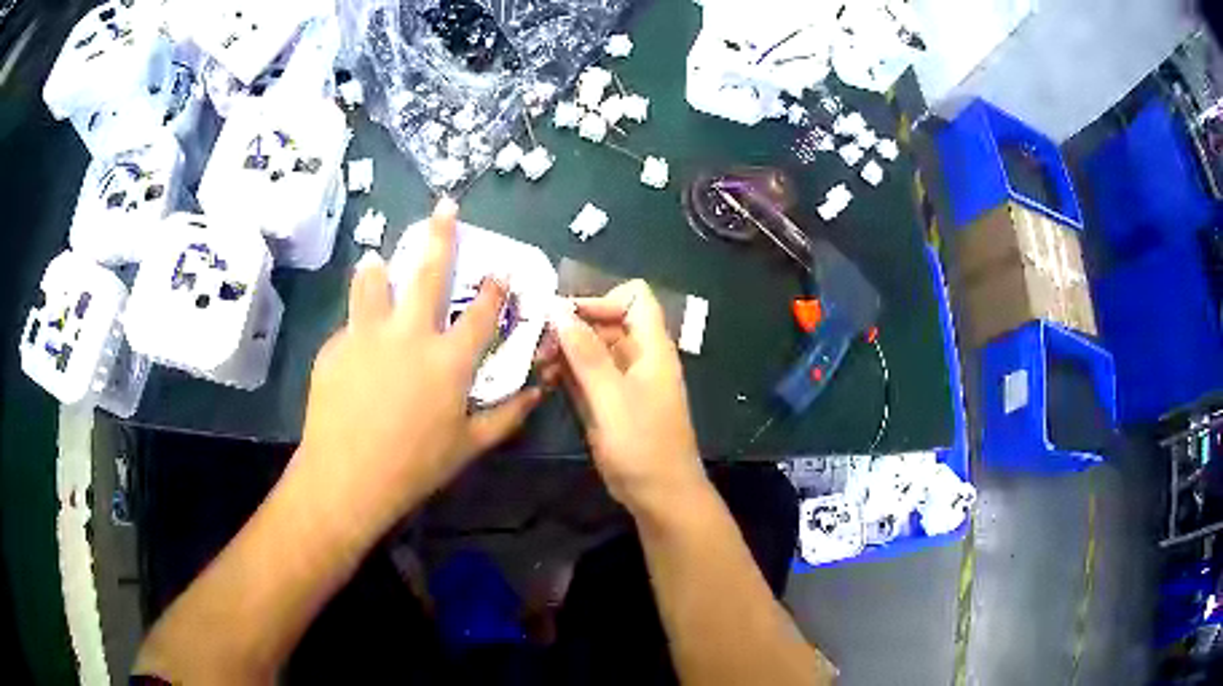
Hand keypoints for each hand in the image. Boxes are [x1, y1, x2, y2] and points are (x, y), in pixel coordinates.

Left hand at [294, 197, 542, 534]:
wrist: (346, 477)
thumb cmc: (415, 466)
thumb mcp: (468, 446)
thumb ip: (506, 416)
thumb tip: (537, 392)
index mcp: (449, 359)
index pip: (482, 313)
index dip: (497, 289)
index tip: (502, 270)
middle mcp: (410, 334)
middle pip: (428, 273)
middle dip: (440, 235)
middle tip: (444, 207)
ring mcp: (368, 335)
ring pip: (373, 282)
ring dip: (378, 266)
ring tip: (375, 259)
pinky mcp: (336, 346)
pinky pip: (351, 326)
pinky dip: (358, 328)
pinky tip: (355, 352)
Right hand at [542, 280, 709, 515]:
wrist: (659, 494)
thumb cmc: (642, 444)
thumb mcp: (611, 397)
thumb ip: (585, 353)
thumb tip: (559, 309)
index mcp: (651, 347)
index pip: (635, 298)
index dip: (603, 300)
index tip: (570, 319)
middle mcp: (639, 357)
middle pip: (607, 321)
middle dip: (573, 327)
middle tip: (539, 344)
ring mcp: (624, 380)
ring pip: (593, 348)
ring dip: (566, 351)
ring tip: (539, 365)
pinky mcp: (610, 402)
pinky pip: (588, 374)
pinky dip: (569, 373)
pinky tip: (546, 381)